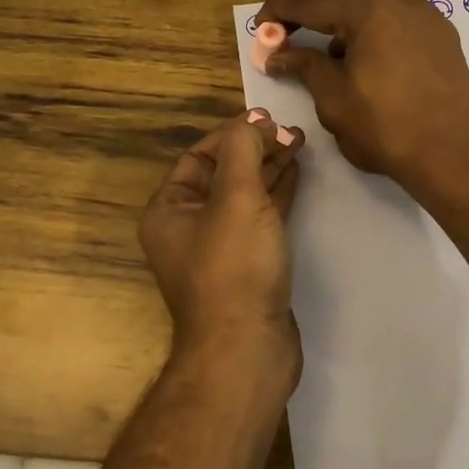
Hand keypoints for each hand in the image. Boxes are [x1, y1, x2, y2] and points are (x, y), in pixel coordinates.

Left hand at [138, 109, 304, 382]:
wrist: (247, 349)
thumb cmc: (235, 267)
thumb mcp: (236, 198)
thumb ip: (243, 151)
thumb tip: (253, 122)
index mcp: (169, 210)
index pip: (199, 155)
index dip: (234, 132)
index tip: (270, 119)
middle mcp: (187, 227)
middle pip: (223, 173)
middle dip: (256, 149)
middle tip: (292, 132)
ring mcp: (218, 249)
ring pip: (244, 196)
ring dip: (269, 169)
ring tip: (299, 144)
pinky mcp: (246, 267)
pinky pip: (259, 219)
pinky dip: (276, 196)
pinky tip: (296, 176)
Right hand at [259, 0, 468, 193]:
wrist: (453, 153)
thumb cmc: (386, 128)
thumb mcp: (334, 99)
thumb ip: (305, 66)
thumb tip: (278, 54)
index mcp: (368, 13)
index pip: (311, 2)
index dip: (280, 12)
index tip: (260, 27)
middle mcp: (399, 3)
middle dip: (313, 14)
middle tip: (289, 38)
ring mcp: (426, 17)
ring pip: (375, 3)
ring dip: (347, 20)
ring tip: (336, 53)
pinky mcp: (443, 35)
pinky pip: (402, 17)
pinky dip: (378, 27)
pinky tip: (374, 56)